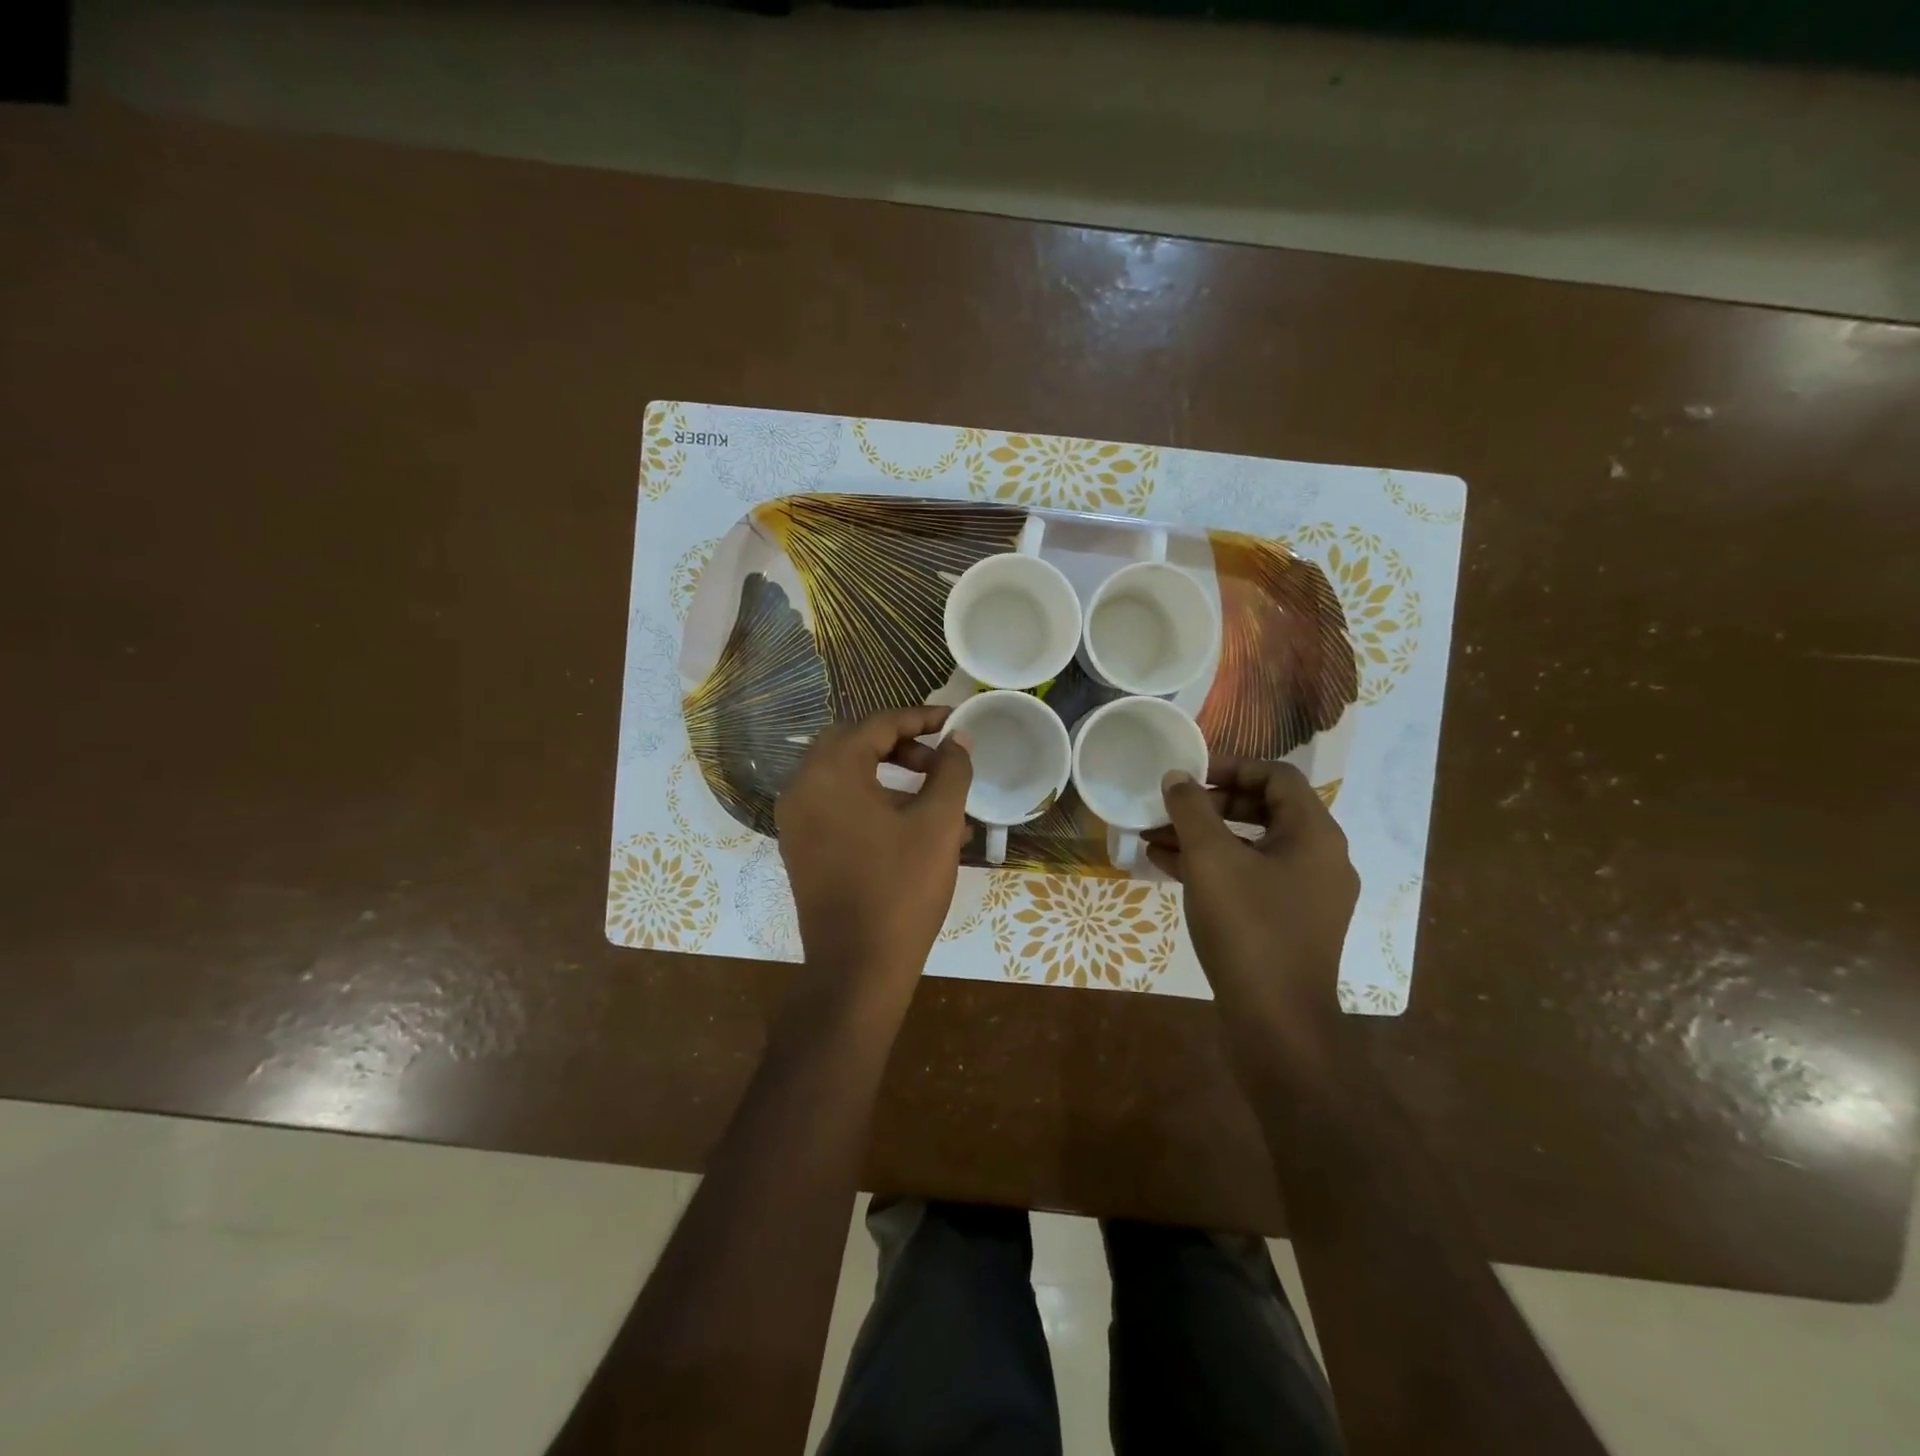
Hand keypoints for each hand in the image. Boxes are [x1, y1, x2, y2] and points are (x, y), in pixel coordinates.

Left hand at [775, 706, 973, 1000]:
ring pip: (845, 775)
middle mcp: (803, 787)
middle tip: (938, 759)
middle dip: (900, 744)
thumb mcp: (938, 824)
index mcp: (831, 772)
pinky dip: (871, 800)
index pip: (878, 724)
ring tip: (935, 794)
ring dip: (888, 773)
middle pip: (854, 743)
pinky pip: (836, 806)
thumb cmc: (901, 888)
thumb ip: (951, 771)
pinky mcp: (801, 847)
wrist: (857, 968)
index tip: (954, 721)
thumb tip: (958, 739)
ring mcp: (796, 820)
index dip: (921, 718)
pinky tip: (912, 825)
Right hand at [1145, 758, 1358, 1049]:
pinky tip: (1169, 869)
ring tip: (1155, 838)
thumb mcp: (1211, 859)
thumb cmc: (1248, 928)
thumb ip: (1191, 810)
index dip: (1230, 767)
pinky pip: (1251, 878)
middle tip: (1169, 808)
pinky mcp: (1290, 922)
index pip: (1276, 776)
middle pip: (1264, 810)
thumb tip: (1177, 776)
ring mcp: (1307, 894)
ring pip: (1252, 847)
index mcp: (1315, 834)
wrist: (1276, 1022)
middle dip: (1209, 806)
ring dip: (1204, 838)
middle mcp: (1320, 858)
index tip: (1188, 776)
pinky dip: (1214, 868)